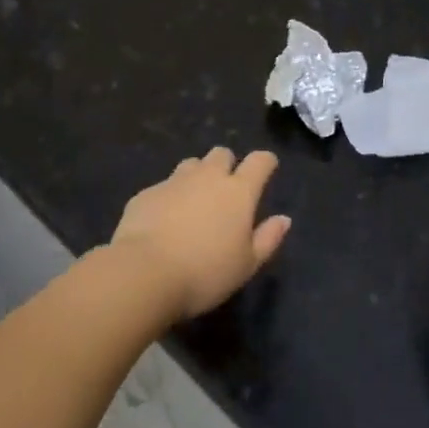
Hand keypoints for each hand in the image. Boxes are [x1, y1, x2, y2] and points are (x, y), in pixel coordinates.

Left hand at [111, 147, 291, 321]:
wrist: (144, 273)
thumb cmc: (205, 273)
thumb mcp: (247, 265)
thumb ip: (268, 239)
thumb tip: (284, 219)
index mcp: (238, 192)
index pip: (259, 161)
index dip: (266, 162)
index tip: (267, 168)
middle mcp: (207, 177)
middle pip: (221, 154)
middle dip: (227, 165)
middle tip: (226, 190)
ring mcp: (174, 182)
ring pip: (191, 164)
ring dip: (197, 176)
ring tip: (195, 202)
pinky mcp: (146, 193)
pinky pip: (164, 186)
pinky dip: (169, 197)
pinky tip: (164, 221)